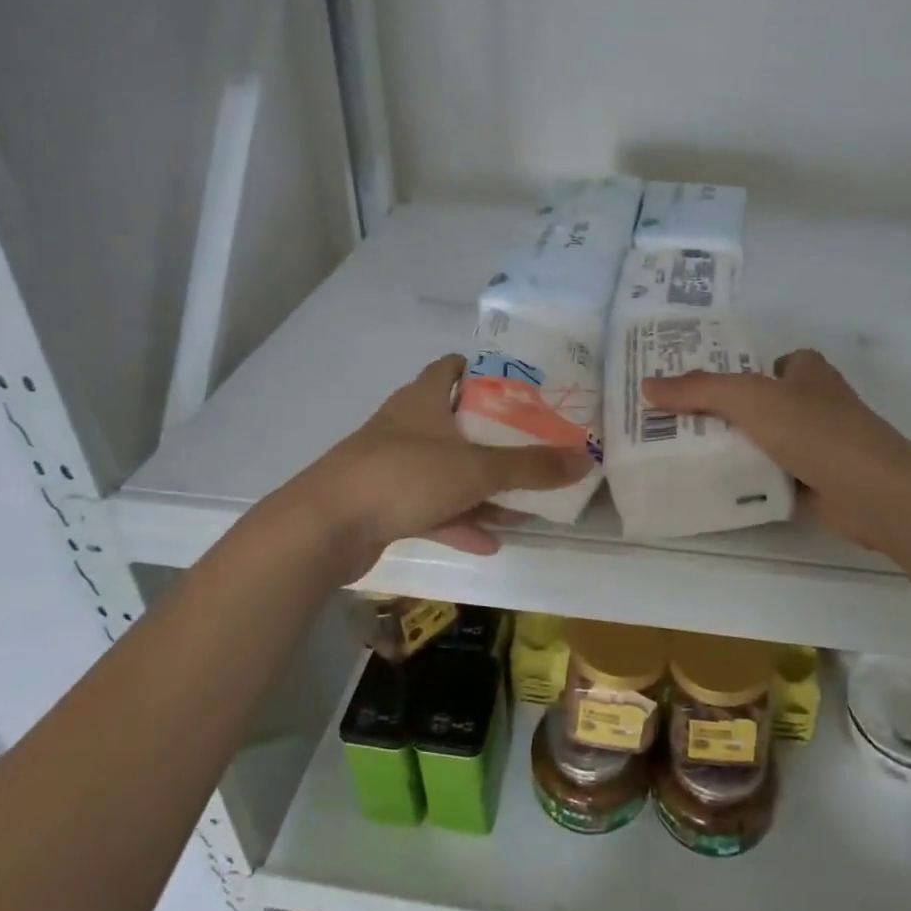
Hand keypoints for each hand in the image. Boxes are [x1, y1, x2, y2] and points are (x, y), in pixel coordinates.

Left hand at [290, 355, 591, 581]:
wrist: (325, 528)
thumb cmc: (403, 476)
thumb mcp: (476, 468)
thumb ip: (531, 466)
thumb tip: (585, 459)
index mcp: (423, 400)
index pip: (450, 369)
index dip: (481, 371)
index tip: (518, 384)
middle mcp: (407, 426)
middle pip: (456, 423)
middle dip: (493, 436)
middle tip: (533, 444)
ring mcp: (393, 467)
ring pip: (447, 471)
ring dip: (481, 487)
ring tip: (522, 503)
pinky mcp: (384, 504)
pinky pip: (432, 508)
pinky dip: (459, 521)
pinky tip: (490, 542)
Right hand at [642, 349, 910, 548]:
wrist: (871, 491)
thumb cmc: (813, 429)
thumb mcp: (748, 397)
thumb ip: (698, 390)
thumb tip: (647, 386)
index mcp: (805, 371)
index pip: (759, 364)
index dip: (726, 371)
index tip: (686, 387)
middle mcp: (812, 402)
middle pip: (755, 403)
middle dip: (719, 413)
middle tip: (671, 423)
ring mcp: (815, 442)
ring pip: (760, 440)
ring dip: (730, 448)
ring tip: (680, 454)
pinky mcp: (814, 479)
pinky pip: (769, 473)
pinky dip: (746, 479)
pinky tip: (713, 484)